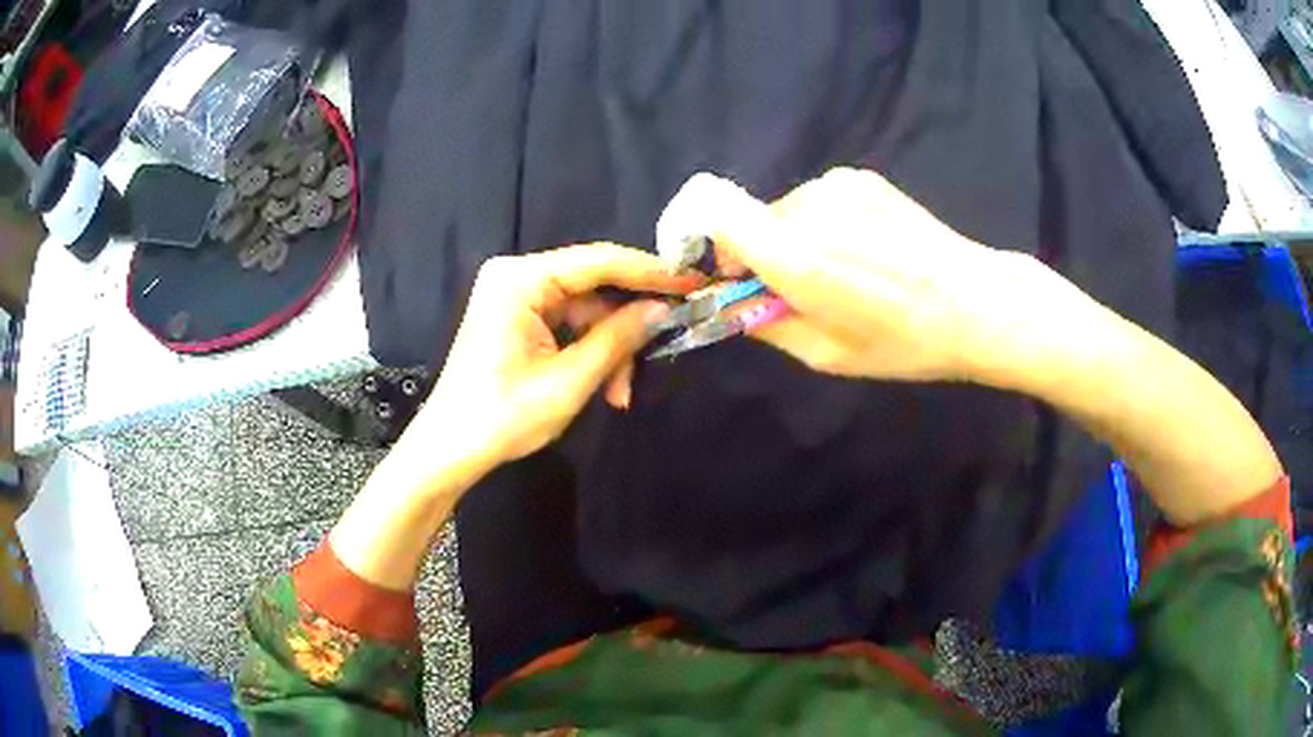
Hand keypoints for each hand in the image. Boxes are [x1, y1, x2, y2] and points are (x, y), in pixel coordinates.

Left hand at [412, 244, 697, 467]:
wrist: (450, 450)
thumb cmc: (503, 416)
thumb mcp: (569, 380)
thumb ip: (618, 338)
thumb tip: (662, 310)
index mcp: (520, 279)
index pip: (599, 261)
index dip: (650, 271)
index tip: (693, 280)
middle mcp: (516, 275)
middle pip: (593, 286)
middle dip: (626, 325)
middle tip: (664, 347)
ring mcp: (515, 296)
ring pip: (585, 310)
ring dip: (609, 349)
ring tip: (621, 393)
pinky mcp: (517, 318)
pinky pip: (568, 325)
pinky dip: (590, 353)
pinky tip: (606, 386)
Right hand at [664, 169, 1085, 383]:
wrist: (976, 302)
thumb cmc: (903, 341)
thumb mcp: (827, 355)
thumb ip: (766, 324)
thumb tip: (732, 303)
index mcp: (795, 254)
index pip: (714, 214)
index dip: (706, 243)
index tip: (727, 275)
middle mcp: (808, 205)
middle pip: (751, 220)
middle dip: (761, 254)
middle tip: (804, 291)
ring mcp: (837, 184)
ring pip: (786, 211)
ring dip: (797, 239)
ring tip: (847, 271)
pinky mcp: (861, 177)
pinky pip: (818, 200)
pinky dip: (824, 224)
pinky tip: (867, 250)